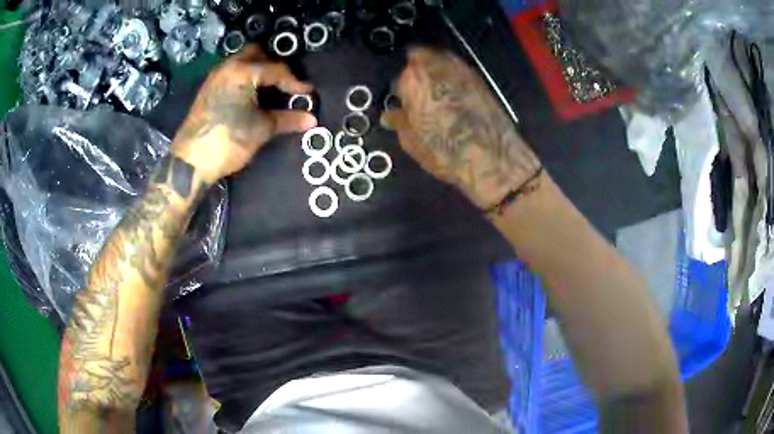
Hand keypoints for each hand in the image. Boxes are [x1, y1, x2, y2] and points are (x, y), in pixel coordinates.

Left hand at [173, 45, 316, 182]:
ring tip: (270, 91)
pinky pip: (231, 74)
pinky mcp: (208, 90)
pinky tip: (251, 97)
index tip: (307, 93)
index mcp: (243, 72)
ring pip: (242, 62)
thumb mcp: (261, 129)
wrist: (190, 162)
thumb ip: (287, 119)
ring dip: (258, 71)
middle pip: (256, 54)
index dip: (294, 82)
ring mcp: (215, 77)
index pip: (276, 70)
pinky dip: (245, 79)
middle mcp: (227, 67)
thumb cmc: (228, 140)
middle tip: (284, 85)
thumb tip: (311, 120)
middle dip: (273, 66)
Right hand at [382, 47, 540, 208]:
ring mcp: (461, 69)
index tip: (403, 103)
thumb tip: (390, 116)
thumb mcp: (411, 141)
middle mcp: (437, 65)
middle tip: (418, 94)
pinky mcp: (481, 78)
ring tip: (436, 95)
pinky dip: (454, 80)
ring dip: (436, 73)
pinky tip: (455, 99)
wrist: (491, 158)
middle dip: (417, 73)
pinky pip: (459, 71)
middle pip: (421, 59)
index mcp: (413, 78)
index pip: (399, 77)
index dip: (401, 92)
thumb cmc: (444, 149)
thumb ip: (398, 121)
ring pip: (441, 61)